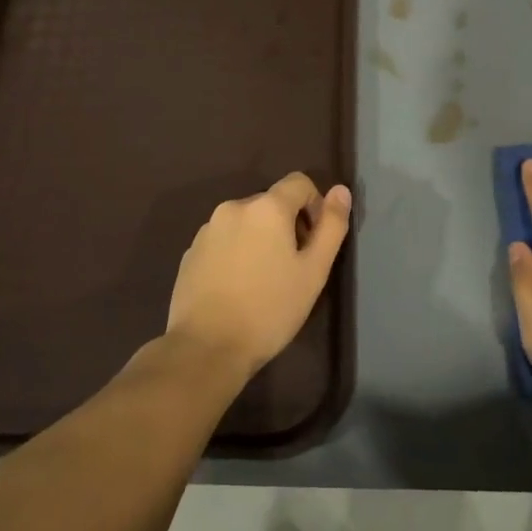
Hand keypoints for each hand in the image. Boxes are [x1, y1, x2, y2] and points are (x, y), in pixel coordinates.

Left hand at [167, 173, 351, 377]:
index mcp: (267, 207)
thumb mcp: (314, 271)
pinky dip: (236, 253)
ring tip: (264, 281)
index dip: (315, 206)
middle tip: (293, 268)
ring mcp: (207, 230)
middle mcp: (233, 207)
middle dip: (287, 225)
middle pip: (271, 203)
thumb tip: (341, 190)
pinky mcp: (191, 252)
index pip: (299, 183)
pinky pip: (223, 241)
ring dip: (260, 239)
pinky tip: (238, 288)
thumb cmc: (269, 309)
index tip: (314, 242)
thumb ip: (331, 226)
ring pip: (246, 223)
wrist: (206, 347)